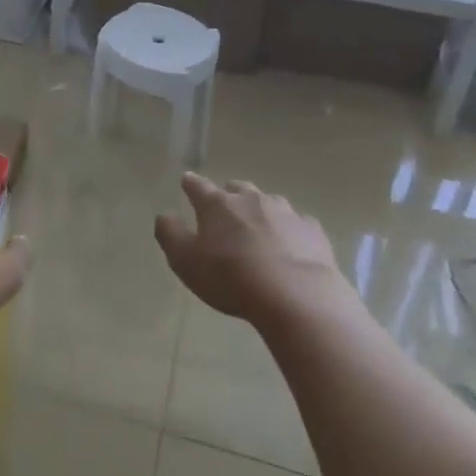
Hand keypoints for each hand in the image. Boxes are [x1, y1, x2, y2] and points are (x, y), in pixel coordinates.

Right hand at [155, 173, 345, 324]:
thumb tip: (164, 215)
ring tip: (258, 226)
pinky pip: (297, 223)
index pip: (198, 186)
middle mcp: (251, 199)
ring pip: (268, 201)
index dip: (190, 184)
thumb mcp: (186, 262)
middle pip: (237, 188)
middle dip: (229, 194)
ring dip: (260, 209)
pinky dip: (290, 229)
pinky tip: (292, 244)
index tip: (186, 181)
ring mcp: (285, 211)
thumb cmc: (231, 278)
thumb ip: (170, 235)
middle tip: (225, 207)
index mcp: (217, 205)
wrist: (295, 294)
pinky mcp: (311, 229)